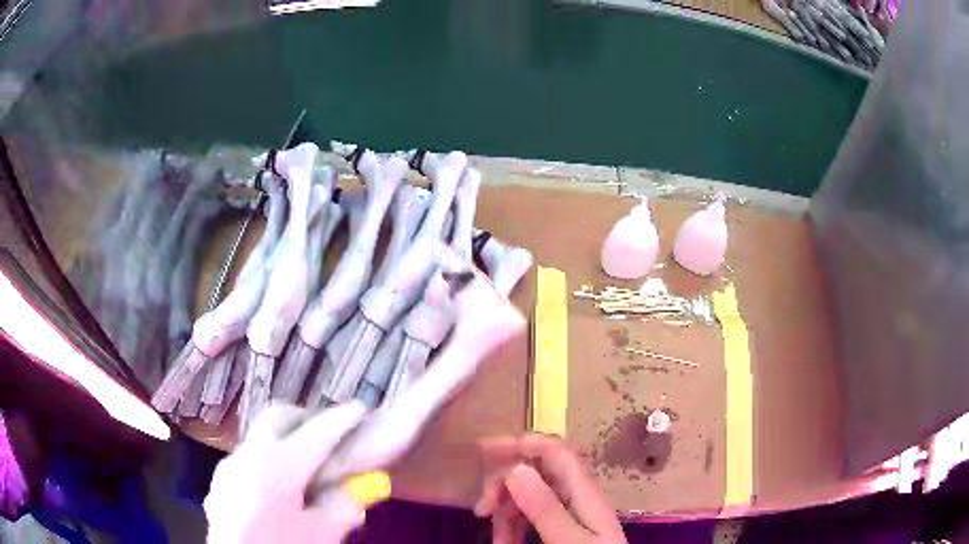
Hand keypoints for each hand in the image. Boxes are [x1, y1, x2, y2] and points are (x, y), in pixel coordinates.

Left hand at [204, 402, 386, 543]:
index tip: (359, 409)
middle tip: (328, 436)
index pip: (316, 434)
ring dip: (285, 444)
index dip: (341, 420)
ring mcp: (230, 467)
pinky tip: (278, 492)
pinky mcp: (221, 483)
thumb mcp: (321, 535)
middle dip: (306, 420)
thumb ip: (342, 507)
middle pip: (278, 418)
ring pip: (261, 440)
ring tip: (306, 471)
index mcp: (277, 466)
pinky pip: (249, 461)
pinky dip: (269, 464)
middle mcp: (248, 455)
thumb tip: (356, 491)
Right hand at [475, 434, 626, 543]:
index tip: (484, 451)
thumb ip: (546, 508)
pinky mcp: (564, 529)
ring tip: (496, 539)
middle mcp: (577, 497)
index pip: (554, 451)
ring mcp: (570, 513)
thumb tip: (517, 468)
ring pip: (529, 499)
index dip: (521, 443)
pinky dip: (514, 528)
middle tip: (482, 509)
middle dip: (504, 487)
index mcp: (584, 492)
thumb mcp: (569, 539)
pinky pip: (532, 518)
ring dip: (506, 514)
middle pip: (536, 474)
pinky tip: (505, 542)